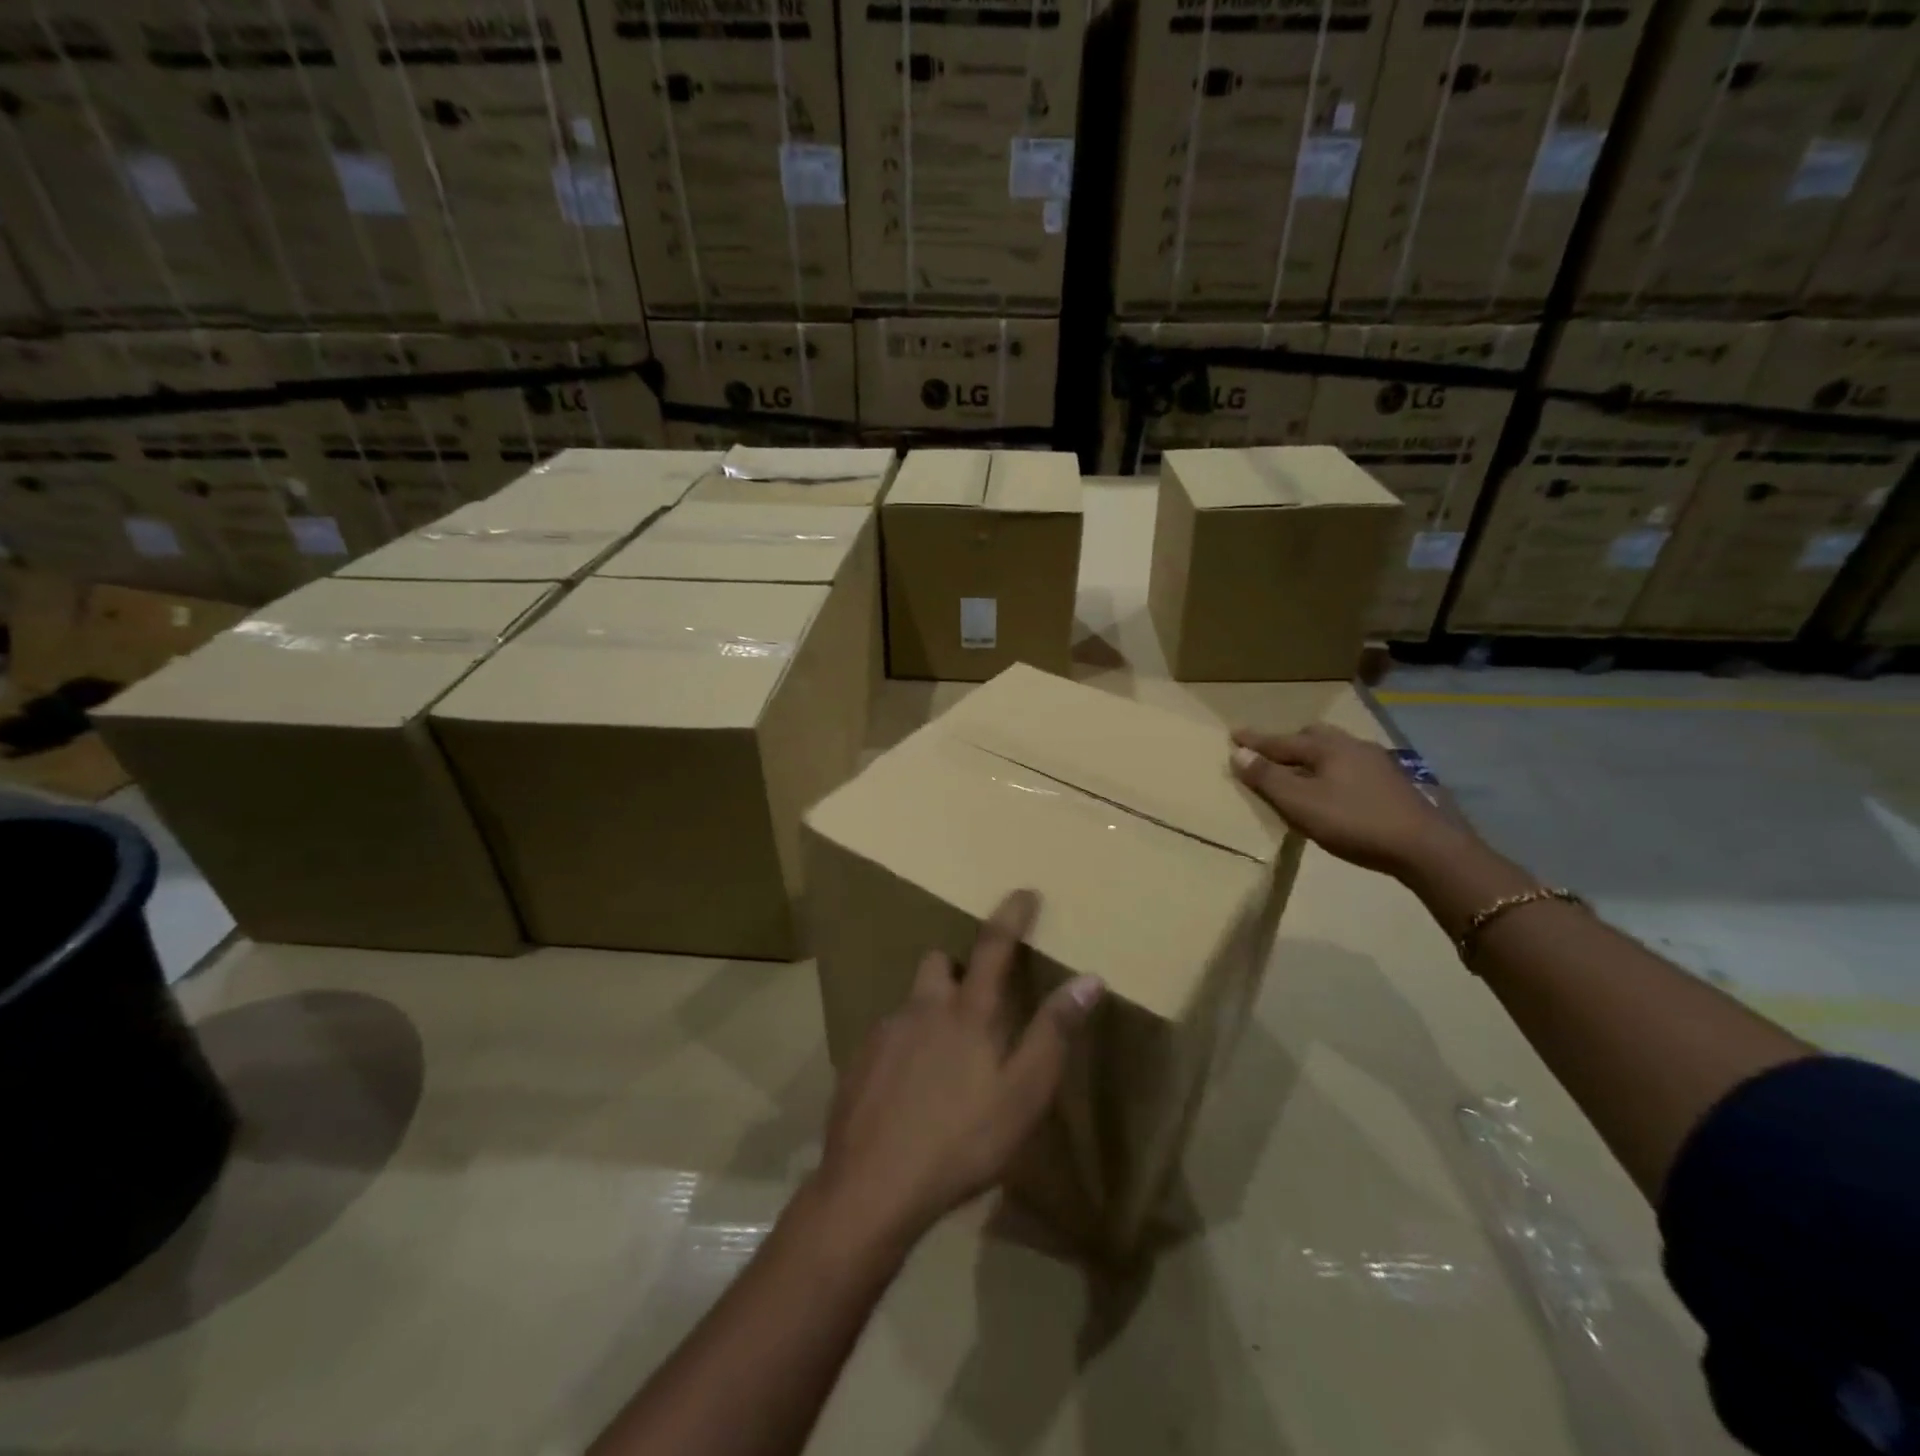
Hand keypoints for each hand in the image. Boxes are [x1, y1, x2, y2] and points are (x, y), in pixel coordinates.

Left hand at [811, 890, 1103, 1252]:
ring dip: (930, 1013)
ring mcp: (884, 1033)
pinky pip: (888, 1038)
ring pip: (912, 1003)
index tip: (1024, 891)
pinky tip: (909, 1091)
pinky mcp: (858, 1062)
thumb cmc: (962, 1140)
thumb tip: (1089, 978)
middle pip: (939, 962)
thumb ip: (1054, 1032)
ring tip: (943, 1061)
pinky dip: (905, 1049)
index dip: (1011, 915)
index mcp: (968, 1012)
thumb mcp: (1023, 1093)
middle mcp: (922, 1008)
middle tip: (976, 1001)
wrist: (872, 1185)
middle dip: (958, 967)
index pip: (994, 945)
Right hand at [1230, 723, 1470, 877]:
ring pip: (1336, 750)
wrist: (1424, 846)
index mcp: (1327, 748)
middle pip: (1313, 736)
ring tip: (1302, 770)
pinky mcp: (1393, 782)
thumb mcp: (1300, 803)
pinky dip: (1333, 770)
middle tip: (1271, 752)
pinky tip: (1336, 787)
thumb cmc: (1353, 822)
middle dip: (1288, 742)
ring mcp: (1377, 763)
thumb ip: (1268, 778)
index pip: (1281, 741)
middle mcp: (1352, 746)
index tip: (1233, 734)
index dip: (1255, 741)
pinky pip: (1351, 765)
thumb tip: (1239, 753)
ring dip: (1313, 756)